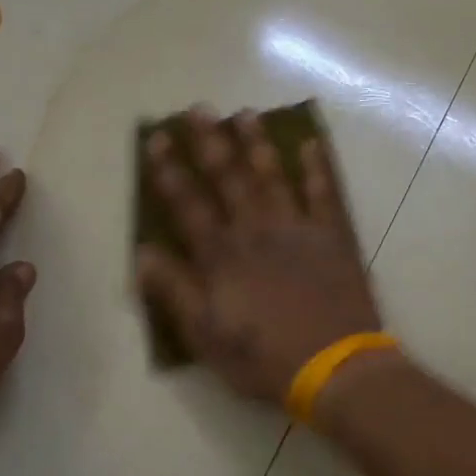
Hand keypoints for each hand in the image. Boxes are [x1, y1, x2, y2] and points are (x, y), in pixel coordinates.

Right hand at [135, 107, 382, 405]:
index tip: (157, 139)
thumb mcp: (205, 335)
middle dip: (211, 142)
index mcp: (222, 256)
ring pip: (273, 177)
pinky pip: (325, 194)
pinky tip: (312, 144)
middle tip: (199, 108)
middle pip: (229, 179)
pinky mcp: (333, 238)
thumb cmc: (262, 357)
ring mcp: (297, 230)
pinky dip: (319, 168)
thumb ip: (174, 291)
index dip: (169, 171)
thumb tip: (142, 253)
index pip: (188, 205)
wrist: (333, 367)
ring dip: (258, 144)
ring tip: (246, 113)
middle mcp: (256, 231)